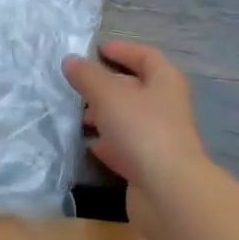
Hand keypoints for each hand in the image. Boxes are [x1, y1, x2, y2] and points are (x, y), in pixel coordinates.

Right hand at [62, 41, 209, 208]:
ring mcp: (160, 137)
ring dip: (105, 115)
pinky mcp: (150, 165)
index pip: (146, 56)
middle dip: (107, 85)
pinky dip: (108, 144)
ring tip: (77, 117)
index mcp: (165, 81)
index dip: (123, 50)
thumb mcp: (109, 95)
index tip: (97, 50)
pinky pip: (126, 147)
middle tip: (78, 86)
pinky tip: (88, 145)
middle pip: (136, 88)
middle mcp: (167, 106)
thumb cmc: (142, 130)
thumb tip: (71, 60)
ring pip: (129, 119)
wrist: (167, 189)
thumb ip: (88, 77)